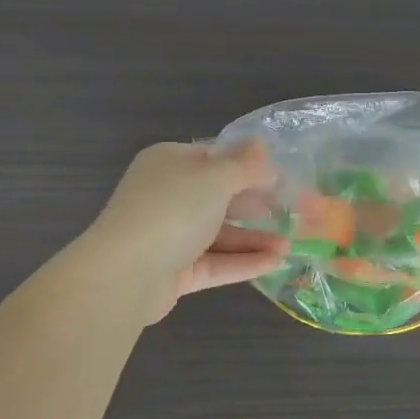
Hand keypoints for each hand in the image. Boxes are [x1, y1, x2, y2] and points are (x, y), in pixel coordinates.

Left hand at [84, 141, 288, 323]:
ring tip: (290, 246)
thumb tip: (261, 144)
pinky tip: (275, 263)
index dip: (249, 166)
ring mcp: (169, 235)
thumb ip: (243, 164)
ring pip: (219, 234)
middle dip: (256, 206)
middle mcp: (168, 196)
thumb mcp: (215, 178)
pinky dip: (243, 262)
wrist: (125, 274)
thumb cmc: (172, 210)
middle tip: (294, 213)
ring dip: (254, 238)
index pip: (215, 158)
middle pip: (219, 197)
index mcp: (170, 163)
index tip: (283, 177)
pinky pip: (214, 262)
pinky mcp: (174, 271)